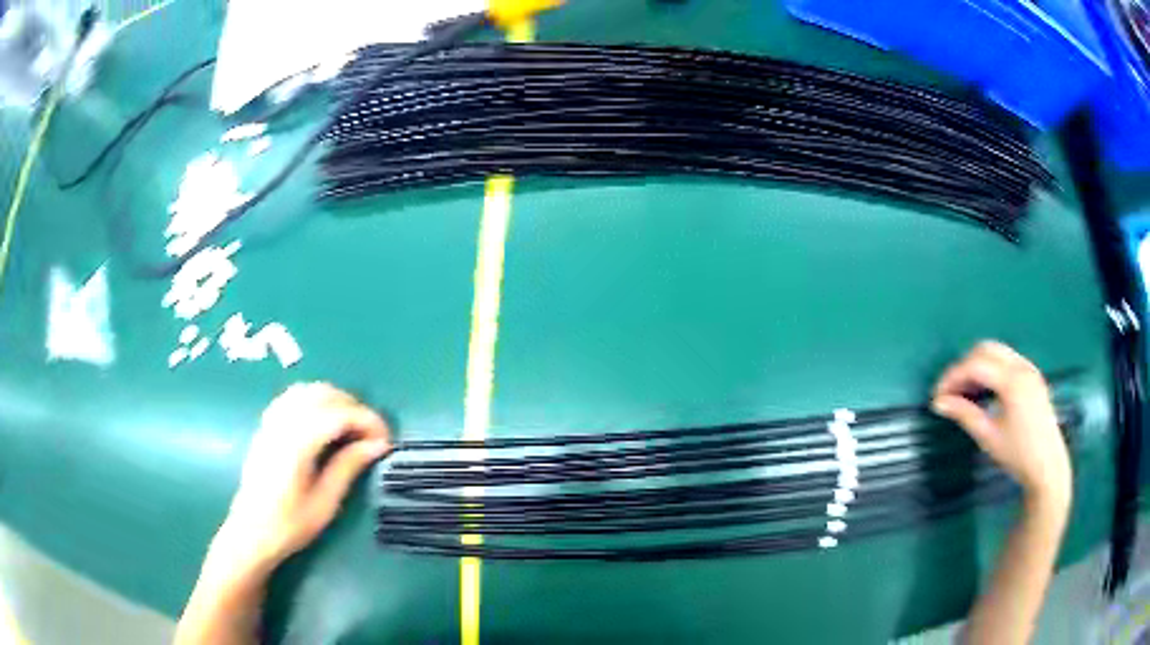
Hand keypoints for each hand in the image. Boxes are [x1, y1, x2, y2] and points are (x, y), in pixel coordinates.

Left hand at [218, 383, 390, 573]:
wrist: (251, 532)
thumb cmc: (290, 525)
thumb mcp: (325, 503)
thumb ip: (349, 467)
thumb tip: (379, 444)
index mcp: (297, 445)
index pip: (339, 414)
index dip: (367, 420)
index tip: (386, 439)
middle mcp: (282, 424)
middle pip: (323, 394)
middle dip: (354, 407)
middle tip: (372, 434)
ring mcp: (271, 422)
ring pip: (307, 390)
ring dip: (335, 400)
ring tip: (351, 427)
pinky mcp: (266, 425)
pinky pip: (292, 397)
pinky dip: (314, 400)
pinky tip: (324, 422)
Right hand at [931, 341, 1071, 508]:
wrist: (1047, 466)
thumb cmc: (1018, 454)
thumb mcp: (989, 436)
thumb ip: (965, 414)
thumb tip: (939, 403)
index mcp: (1012, 381)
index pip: (975, 364)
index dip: (953, 377)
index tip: (937, 396)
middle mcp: (1022, 366)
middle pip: (985, 349)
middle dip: (964, 366)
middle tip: (950, 392)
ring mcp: (1029, 368)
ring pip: (996, 352)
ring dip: (977, 366)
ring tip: (965, 393)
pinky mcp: (1032, 376)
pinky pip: (1006, 361)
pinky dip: (991, 370)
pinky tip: (984, 392)